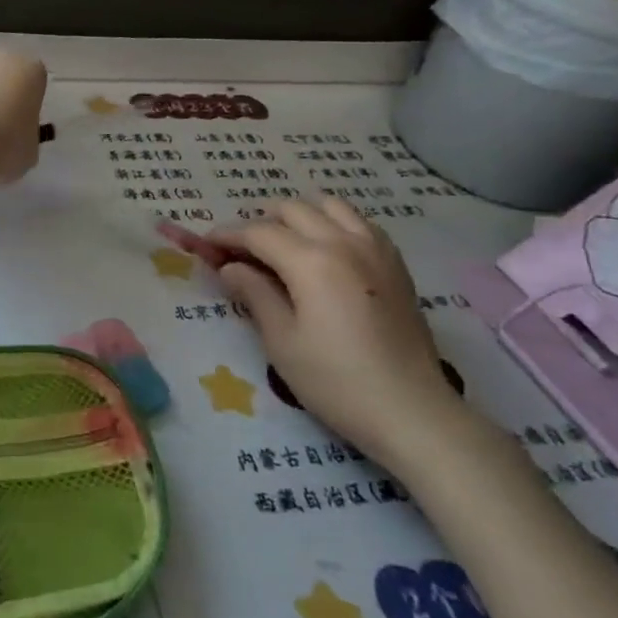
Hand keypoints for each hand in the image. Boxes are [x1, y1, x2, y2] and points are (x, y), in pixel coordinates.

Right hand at [207, 197, 472, 473]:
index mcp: (312, 261)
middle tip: (241, 251)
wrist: (411, 411)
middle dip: (260, 222)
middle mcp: (344, 242)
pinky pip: (359, 223)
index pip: (258, 232)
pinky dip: (333, 224)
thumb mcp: (282, 341)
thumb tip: (230, 267)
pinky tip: (325, 252)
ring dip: (299, 216)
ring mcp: (376, 249)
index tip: (206, 245)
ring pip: (329, 206)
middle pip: (292, 210)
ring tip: (283, 244)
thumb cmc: (336, 381)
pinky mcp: (395, 264)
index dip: (227, 235)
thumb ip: (254, 294)